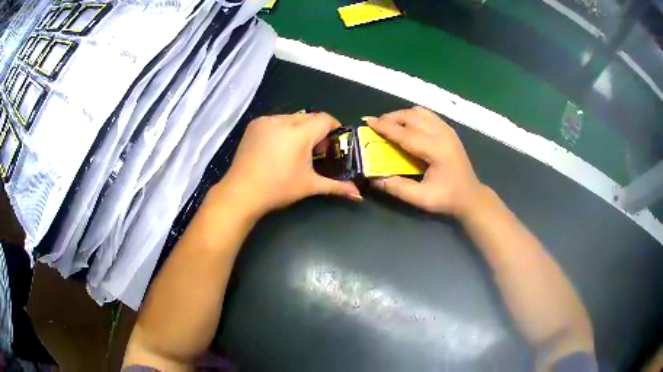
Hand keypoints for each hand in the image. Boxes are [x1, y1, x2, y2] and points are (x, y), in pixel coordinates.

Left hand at [211, 113, 361, 217]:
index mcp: (299, 133)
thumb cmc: (278, 189)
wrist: (241, 192)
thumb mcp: (309, 186)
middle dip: (317, 130)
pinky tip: (278, 147)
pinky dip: (283, 128)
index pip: (325, 119)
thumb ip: (336, 186)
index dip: (334, 129)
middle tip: (316, 152)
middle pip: (309, 117)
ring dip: (300, 129)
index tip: (333, 144)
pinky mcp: (255, 124)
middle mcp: (282, 120)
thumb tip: (359, 195)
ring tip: (296, 150)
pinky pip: (277, 120)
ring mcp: (266, 120)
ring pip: (293, 117)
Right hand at [368, 106, 484, 217]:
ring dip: (402, 115)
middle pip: (412, 116)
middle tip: (376, 126)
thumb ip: (397, 188)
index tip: (368, 121)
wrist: (470, 195)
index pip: (406, 133)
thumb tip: (373, 178)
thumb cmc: (447, 198)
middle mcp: (442, 135)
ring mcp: (447, 130)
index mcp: (436, 151)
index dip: (385, 127)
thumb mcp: (421, 199)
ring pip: (420, 112)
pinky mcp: (449, 130)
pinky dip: (413, 115)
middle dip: (391, 118)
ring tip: (390, 125)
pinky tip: (407, 125)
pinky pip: (427, 114)